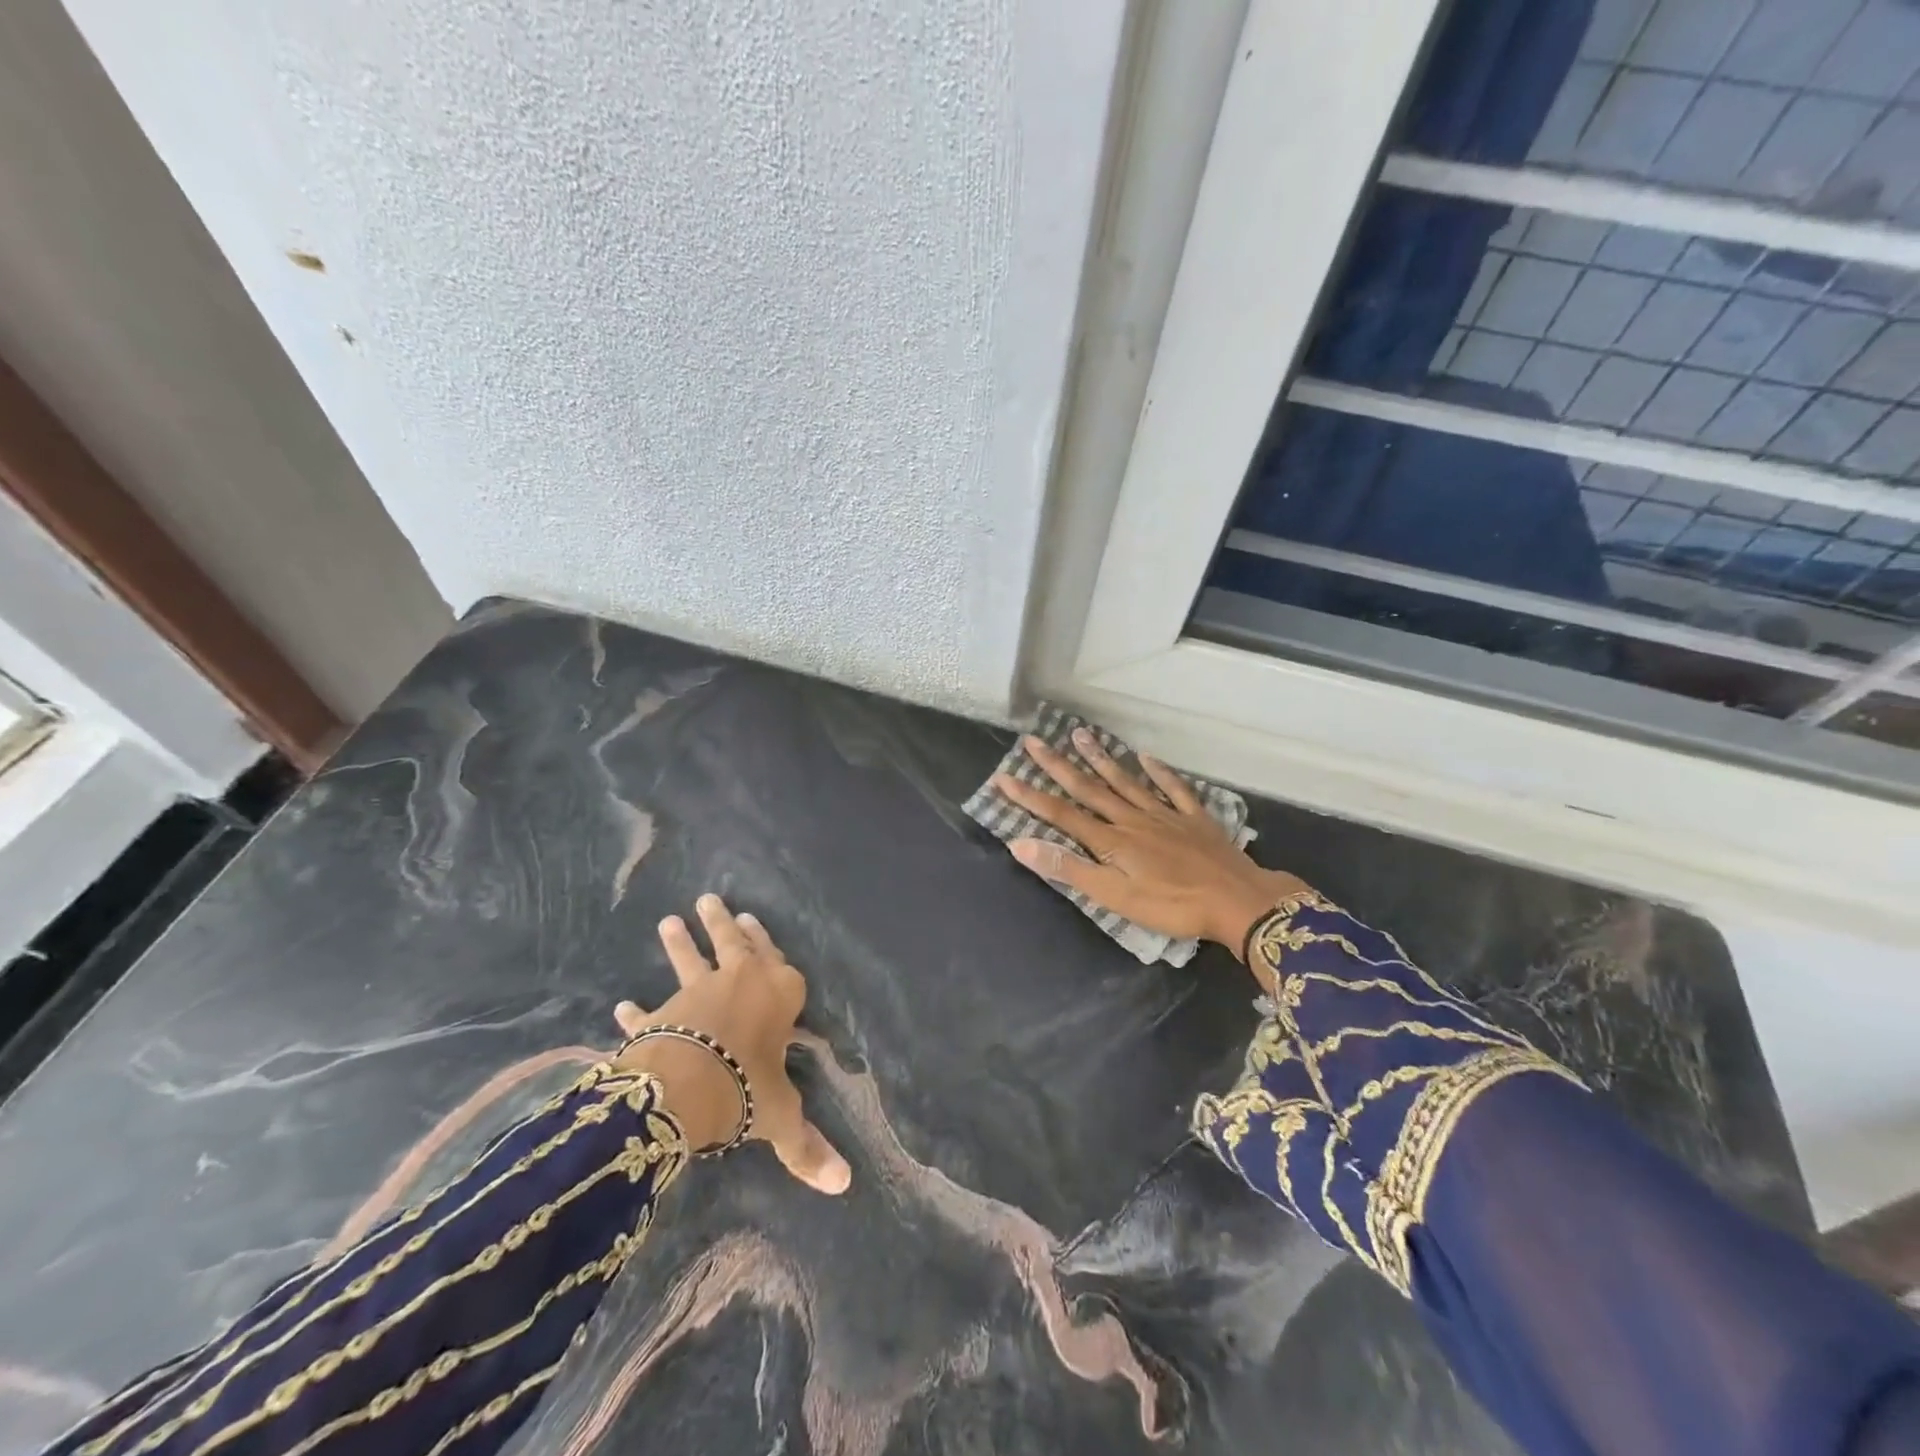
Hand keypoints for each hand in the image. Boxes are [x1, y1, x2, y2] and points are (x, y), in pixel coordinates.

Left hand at [612, 893, 851, 1193]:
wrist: (688, 1086)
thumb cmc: (748, 1087)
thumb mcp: (780, 1116)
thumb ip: (806, 1146)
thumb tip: (844, 1185)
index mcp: (779, 995)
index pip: (779, 962)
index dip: (767, 942)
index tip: (754, 918)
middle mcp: (740, 983)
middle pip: (734, 946)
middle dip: (723, 924)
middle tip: (710, 899)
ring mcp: (697, 994)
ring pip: (690, 961)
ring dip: (678, 944)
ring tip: (667, 921)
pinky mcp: (662, 1016)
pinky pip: (649, 1011)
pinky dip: (637, 1011)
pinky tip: (621, 1005)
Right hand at [993, 730, 1310, 960]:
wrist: (1237, 901)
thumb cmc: (1172, 906)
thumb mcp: (1114, 897)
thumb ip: (1069, 868)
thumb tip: (1021, 844)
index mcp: (1111, 840)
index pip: (1060, 814)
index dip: (1030, 797)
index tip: (1003, 778)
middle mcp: (1132, 819)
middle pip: (1089, 788)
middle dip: (1058, 766)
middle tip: (1034, 741)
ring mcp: (1164, 815)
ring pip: (1125, 781)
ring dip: (1101, 758)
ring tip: (1080, 734)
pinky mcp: (1193, 819)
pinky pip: (1173, 789)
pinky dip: (1159, 772)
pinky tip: (1147, 757)